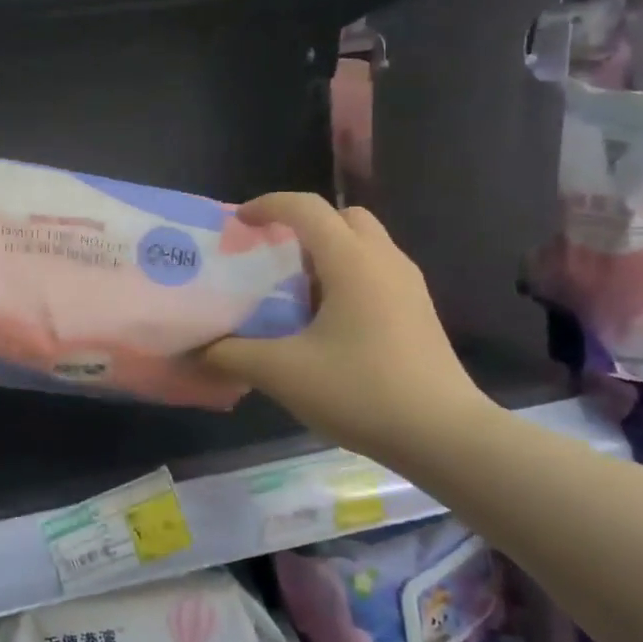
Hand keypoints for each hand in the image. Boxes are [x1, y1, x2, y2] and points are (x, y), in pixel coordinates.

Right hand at [202, 194, 491, 471]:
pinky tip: (327, 321)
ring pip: (364, 244)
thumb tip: (198, 350)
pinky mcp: (418, 311)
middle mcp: (384, 261)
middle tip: (273, 255)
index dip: (267, 206)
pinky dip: (346, 276)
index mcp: (352, 261)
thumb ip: (233, 355)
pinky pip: (376, 271)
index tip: (238, 223)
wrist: (444, 435)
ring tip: (294, 290)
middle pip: (342, 216)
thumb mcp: (283, 373)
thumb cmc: (362, 392)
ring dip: (327, 252)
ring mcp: (408, 285)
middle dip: (304, 224)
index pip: (306, 208)